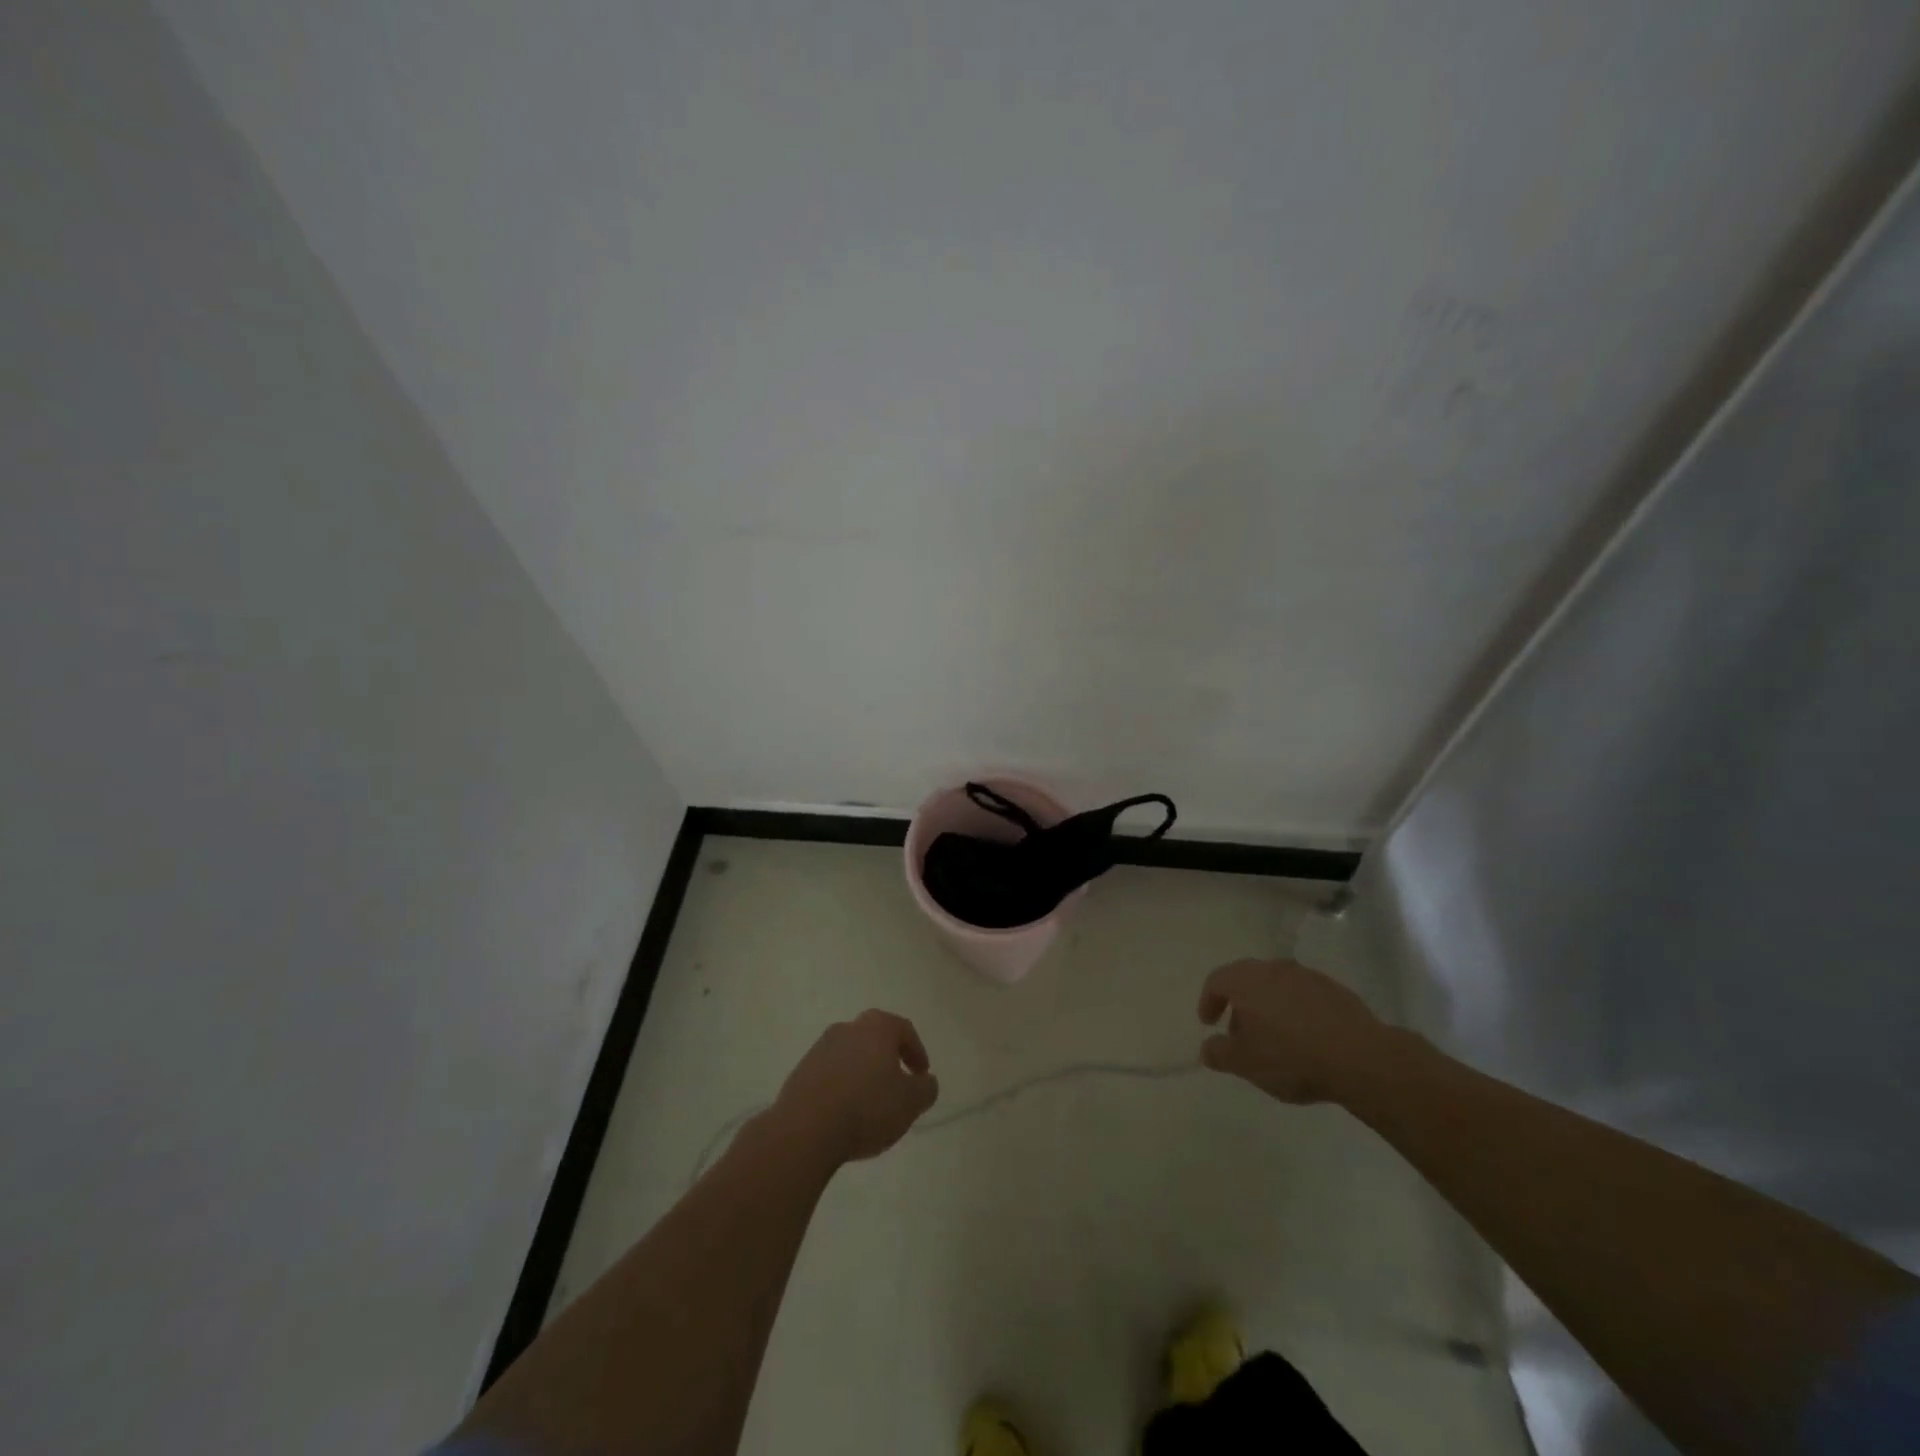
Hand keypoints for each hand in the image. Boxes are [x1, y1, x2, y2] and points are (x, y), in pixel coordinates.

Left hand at [767, 1010, 939, 1166]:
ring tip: (870, 1103)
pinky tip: (845, 1112)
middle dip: (887, 1059)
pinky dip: (841, 1086)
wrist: (805, 1129)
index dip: (916, 1051)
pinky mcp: (800, 1072)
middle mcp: (847, 1029)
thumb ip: (925, 1089)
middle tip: (897, 1084)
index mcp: (876, 1027)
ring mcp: (819, 1049)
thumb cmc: (866, 1108)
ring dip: (862, 1073)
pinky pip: (829, 1074)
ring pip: (850, 1055)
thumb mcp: (910, 1102)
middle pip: (874, 1038)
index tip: (922, 1076)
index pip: (903, 1029)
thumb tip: (926, 1081)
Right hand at [1197, 958, 1397, 1104]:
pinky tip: (1304, 1038)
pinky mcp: (1335, 990)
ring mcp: (1308, 977)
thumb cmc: (1291, 1057)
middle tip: (1239, 1033)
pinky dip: (1295, 1011)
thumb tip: (1207, 1048)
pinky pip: (1303, 996)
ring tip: (1274, 1038)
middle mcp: (1274, 969)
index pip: (1216, 981)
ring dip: (1268, 1007)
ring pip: (1277, 986)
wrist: (1361, 1058)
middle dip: (1239, 1005)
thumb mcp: (1245, 1063)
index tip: (1208, 1023)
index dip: (1208, 1001)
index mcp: (1247, 980)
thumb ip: (1218, 1053)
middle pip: (1247, 980)